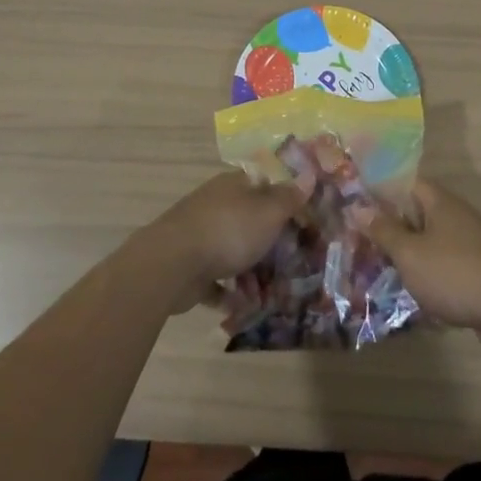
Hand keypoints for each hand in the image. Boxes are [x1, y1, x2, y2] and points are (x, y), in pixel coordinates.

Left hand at [150, 169, 312, 308]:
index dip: (285, 199)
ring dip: (251, 271)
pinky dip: (230, 291)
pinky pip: (216, 279)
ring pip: (233, 250)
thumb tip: (308, 175)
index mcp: (233, 186)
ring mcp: (200, 236)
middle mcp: (216, 206)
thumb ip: (289, 197)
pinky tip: (245, 305)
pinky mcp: (189, 267)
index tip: (305, 220)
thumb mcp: (268, 211)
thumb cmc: (228, 231)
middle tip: (294, 261)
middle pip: (249, 219)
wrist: (172, 264)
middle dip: (270, 241)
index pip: (264, 184)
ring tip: (272, 292)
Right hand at [354, 179, 480, 348]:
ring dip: (410, 252)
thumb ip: (384, 230)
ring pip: (432, 241)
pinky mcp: (480, 270)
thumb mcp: (409, 253)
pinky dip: (429, 273)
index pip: (407, 183)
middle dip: (393, 225)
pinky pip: (446, 264)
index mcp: (441, 202)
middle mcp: (458, 216)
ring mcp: (472, 243)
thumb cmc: (453, 273)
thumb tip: (358, 207)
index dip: (382, 190)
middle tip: (363, 239)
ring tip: (382, 267)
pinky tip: (413, 291)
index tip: (358, 203)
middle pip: (419, 212)